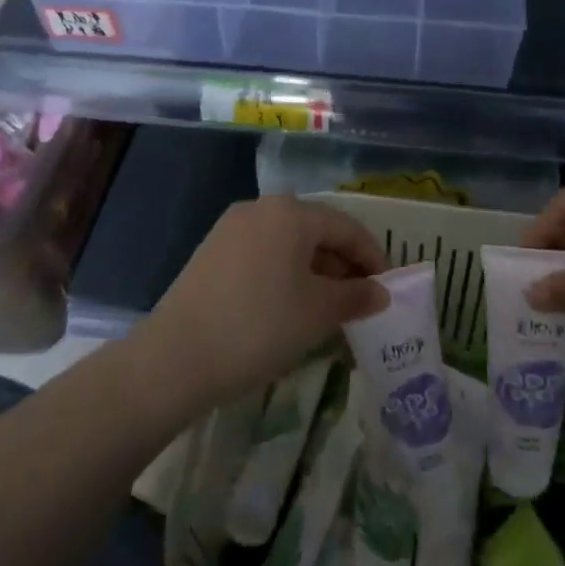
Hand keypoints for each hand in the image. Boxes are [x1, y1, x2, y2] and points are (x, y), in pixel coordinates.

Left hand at [140, 196, 388, 411]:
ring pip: (288, 244)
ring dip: (315, 272)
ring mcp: (232, 229)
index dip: (373, 257)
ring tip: (329, 309)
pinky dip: (285, 275)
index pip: (347, 228)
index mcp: (291, 213)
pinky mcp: (213, 252)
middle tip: (361, 302)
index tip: (388, 289)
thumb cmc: (260, 326)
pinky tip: (290, 308)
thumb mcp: (318, 313)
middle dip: (343, 266)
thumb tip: (380, 292)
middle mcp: (261, 209)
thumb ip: (355, 297)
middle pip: (316, 231)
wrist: (176, 356)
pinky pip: (263, 255)